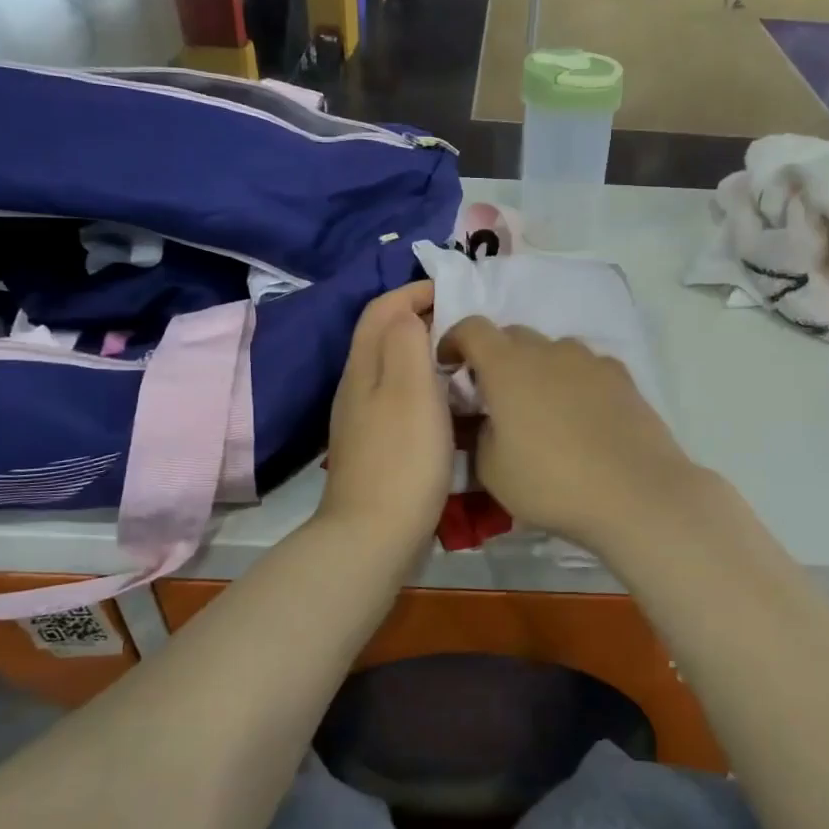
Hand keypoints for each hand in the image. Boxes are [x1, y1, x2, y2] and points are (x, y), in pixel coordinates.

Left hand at [316, 283, 449, 556]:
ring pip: (395, 370)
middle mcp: (358, 388)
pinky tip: (454, 407)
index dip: (415, 291)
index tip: (458, 292)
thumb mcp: (409, 388)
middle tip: (469, 325)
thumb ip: (406, 341)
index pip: (382, 309)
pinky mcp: (379, 448)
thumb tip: (408, 313)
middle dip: (424, 319)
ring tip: (467, 361)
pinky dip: (429, 389)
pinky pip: (404, 401)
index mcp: (363, 367)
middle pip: (385, 336)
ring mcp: (365, 421)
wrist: (374, 537)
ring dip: (428, 355)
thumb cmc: (401, 458)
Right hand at [439, 318, 706, 551]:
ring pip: (553, 351)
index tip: (449, 365)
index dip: (454, 340)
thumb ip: (480, 435)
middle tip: (494, 395)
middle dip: (496, 357)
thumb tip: (490, 421)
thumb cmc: (551, 482)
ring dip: (538, 368)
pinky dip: (574, 381)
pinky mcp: (623, 377)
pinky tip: (582, 416)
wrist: (635, 493)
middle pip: (513, 336)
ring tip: (542, 408)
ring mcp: (590, 360)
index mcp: (507, 366)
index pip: (472, 328)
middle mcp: (548, 351)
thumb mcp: (491, 470)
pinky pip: (587, 368)